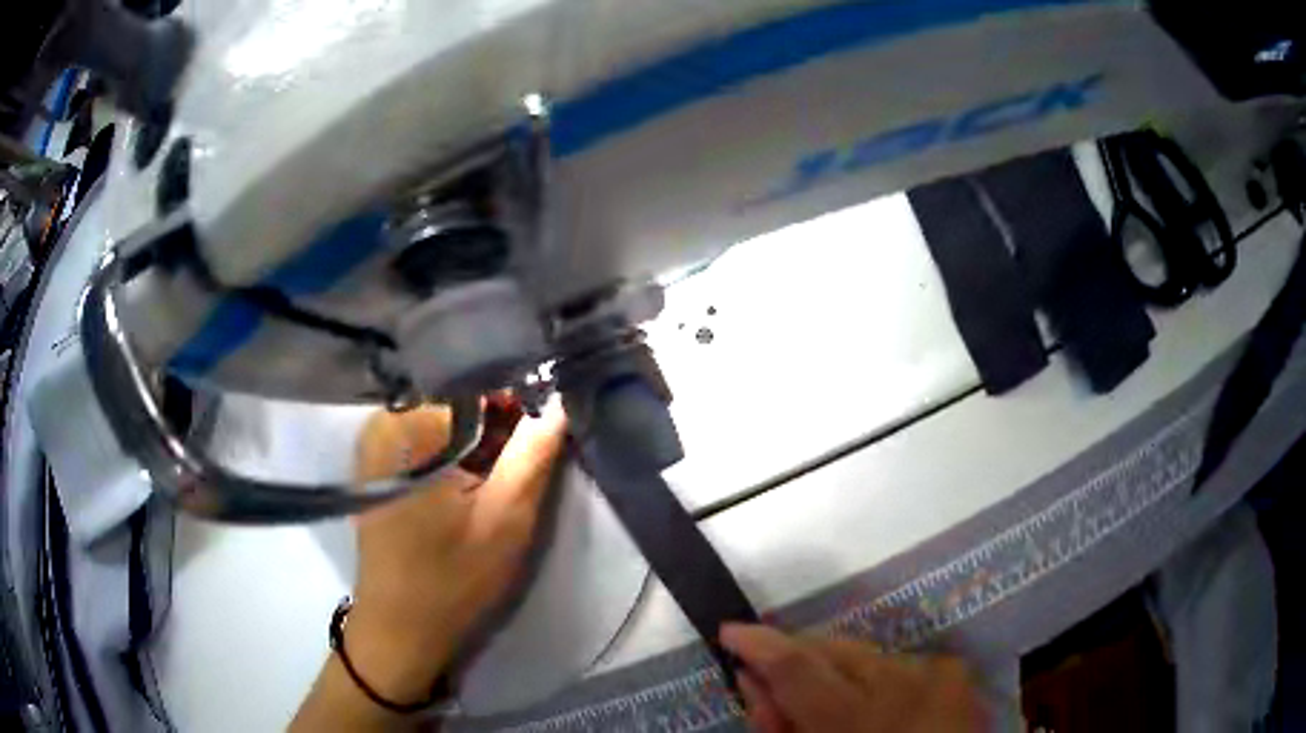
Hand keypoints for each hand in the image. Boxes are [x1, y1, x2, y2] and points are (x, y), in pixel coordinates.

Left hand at [344, 400, 567, 704]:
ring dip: (482, 437)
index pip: (476, 381)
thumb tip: (563, 398)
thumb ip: (535, 453)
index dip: (519, 397)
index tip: (544, 426)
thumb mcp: (506, 518)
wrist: (400, 627)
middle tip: (528, 455)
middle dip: (500, 419)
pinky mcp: (379, 463)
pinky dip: (459, 449)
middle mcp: (383, 419)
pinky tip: (475, 479)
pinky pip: (429, 436)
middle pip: (458, 396)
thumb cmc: (451, 578)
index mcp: (407, 422)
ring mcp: (376, 441)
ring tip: (504, 471)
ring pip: (446, 416)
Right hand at [721, 624, 985, 732]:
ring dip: (839, 670)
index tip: (729, 631)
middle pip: (832, 647)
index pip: (798, 665)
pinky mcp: (954, 669)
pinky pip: (898, 661)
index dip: (758, 643)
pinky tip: (878, 706)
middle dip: (798, 657)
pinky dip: (877, 677)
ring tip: (836, 706)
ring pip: (864, 652)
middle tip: (778, 683)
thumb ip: (776, 725)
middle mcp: (901, 681)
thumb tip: (752, 680)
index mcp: (856, 718)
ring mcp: (934, 670)